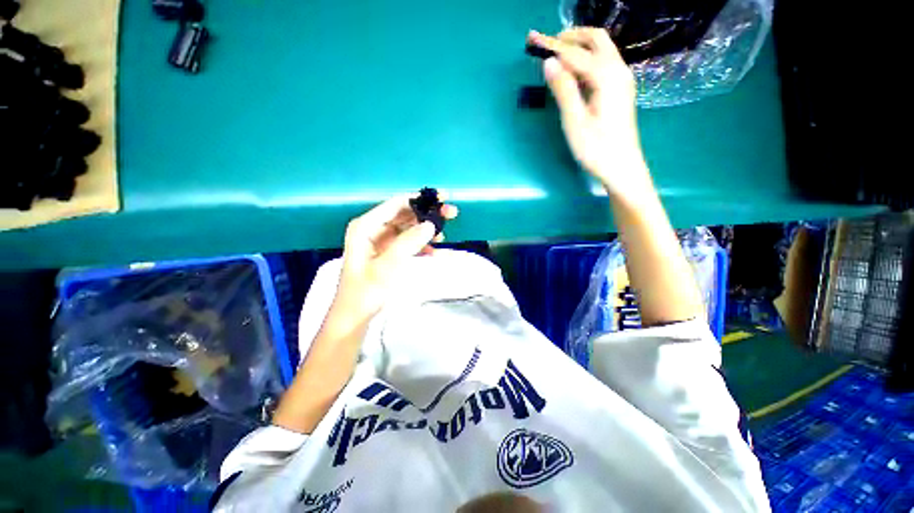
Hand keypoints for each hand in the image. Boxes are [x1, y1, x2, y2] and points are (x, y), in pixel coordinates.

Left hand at [335, 193, 458, 318]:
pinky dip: (420, 246)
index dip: (419, 199)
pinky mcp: (388, 253)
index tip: (442, 199)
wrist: (355, 317)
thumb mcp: (387, 266)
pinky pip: (407, 243)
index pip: (396, 205)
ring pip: (408, 229)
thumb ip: (409, 242)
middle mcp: (373, 229)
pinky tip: (433, 252)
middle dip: (427, 215)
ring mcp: (381, 241)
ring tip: (443, 237)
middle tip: (451, 214)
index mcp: (366, 226)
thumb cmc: (366, 291)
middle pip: (404, 215)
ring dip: (426, 231)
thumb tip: (431, 224)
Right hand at [528, 29, 650, 198]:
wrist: (622, 167)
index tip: (531, 39)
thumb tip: (549, 63)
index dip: (551, 46)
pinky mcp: (619, 89)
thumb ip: (563, 90)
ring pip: (601, 49)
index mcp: (607, 76)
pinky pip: (603, 62)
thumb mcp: (575, 122)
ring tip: (554, 54)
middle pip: (595, 39)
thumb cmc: (596, 149)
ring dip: (578, 45)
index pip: (575, 52)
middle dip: (569, 37)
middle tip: (545, 44)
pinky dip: (585, 58)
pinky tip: (572, 70)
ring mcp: (622, 79)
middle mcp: (618, 70)